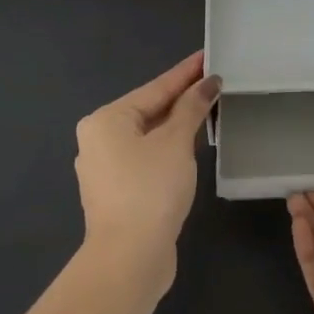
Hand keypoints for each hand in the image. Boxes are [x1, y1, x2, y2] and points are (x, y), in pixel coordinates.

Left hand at [75, 51, 218, 297]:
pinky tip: (189, 146)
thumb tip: (207, 83)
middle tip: (214, 82)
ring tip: (207, 109)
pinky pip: (147, 158)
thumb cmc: (150, 190)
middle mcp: (99, 140)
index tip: (208, 56)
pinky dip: (169, 148)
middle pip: (149, 110)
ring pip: (148, 136)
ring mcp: (106, 169)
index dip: (186, 73)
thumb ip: (191, 109)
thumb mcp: (175, 143)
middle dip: (182, 98)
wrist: (129, 258)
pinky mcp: (118, 193)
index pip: (155, 88)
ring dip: (177, 124)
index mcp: (106, 120)